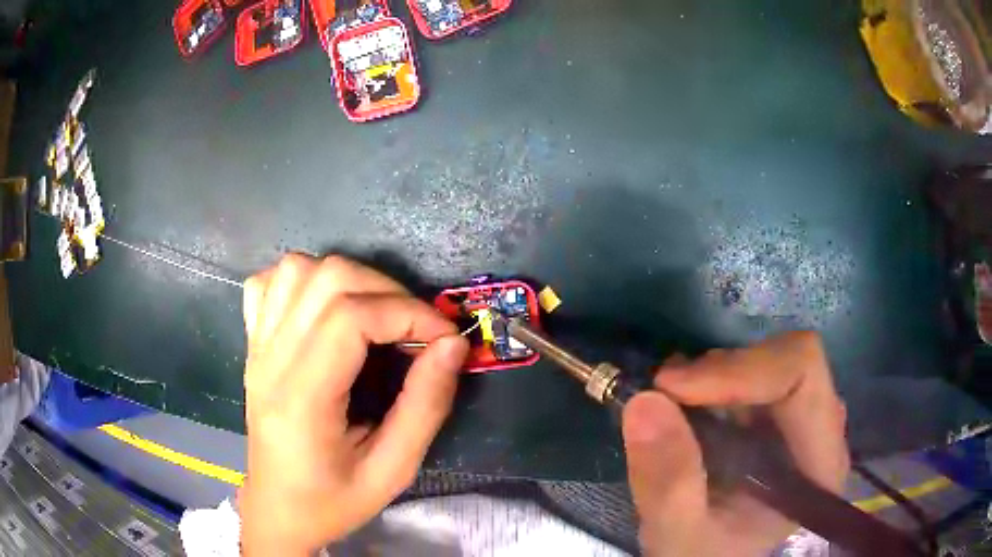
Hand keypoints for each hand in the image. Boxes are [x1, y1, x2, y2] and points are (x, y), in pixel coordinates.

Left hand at [238, 255, 468, 555]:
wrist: (278, 510)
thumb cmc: (333, 501)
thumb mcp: (392, 471)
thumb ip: (425, 407)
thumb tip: (452, 345)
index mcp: (302, 399)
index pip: (350, 318)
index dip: (407, 313)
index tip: (444, 337)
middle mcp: (270, 362)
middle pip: (326, 280)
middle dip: (386, 290)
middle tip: (416, 326)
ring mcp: (256, 348)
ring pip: (297, 270)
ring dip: (347, 279)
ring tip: (375, 314)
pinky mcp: (252, 345)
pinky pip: (268, 284)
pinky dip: (302, 281)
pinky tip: (322, 308)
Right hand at [623, 332, 848, 556]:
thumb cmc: (704, 554)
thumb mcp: (678, 535)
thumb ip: (668, 484)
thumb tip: (645, 402)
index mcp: (818, 464)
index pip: (802, 375)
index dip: (741, 369)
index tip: (673, 388)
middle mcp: (823, 431)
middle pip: (791, 360)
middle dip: (724, 371)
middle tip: (667, 393)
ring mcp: (803, 419)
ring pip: (770, 360)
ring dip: (715, 375)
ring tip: (673, 407)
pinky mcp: (779, 415)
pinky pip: (753, 372)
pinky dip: (713, 380)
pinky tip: (687, 408)